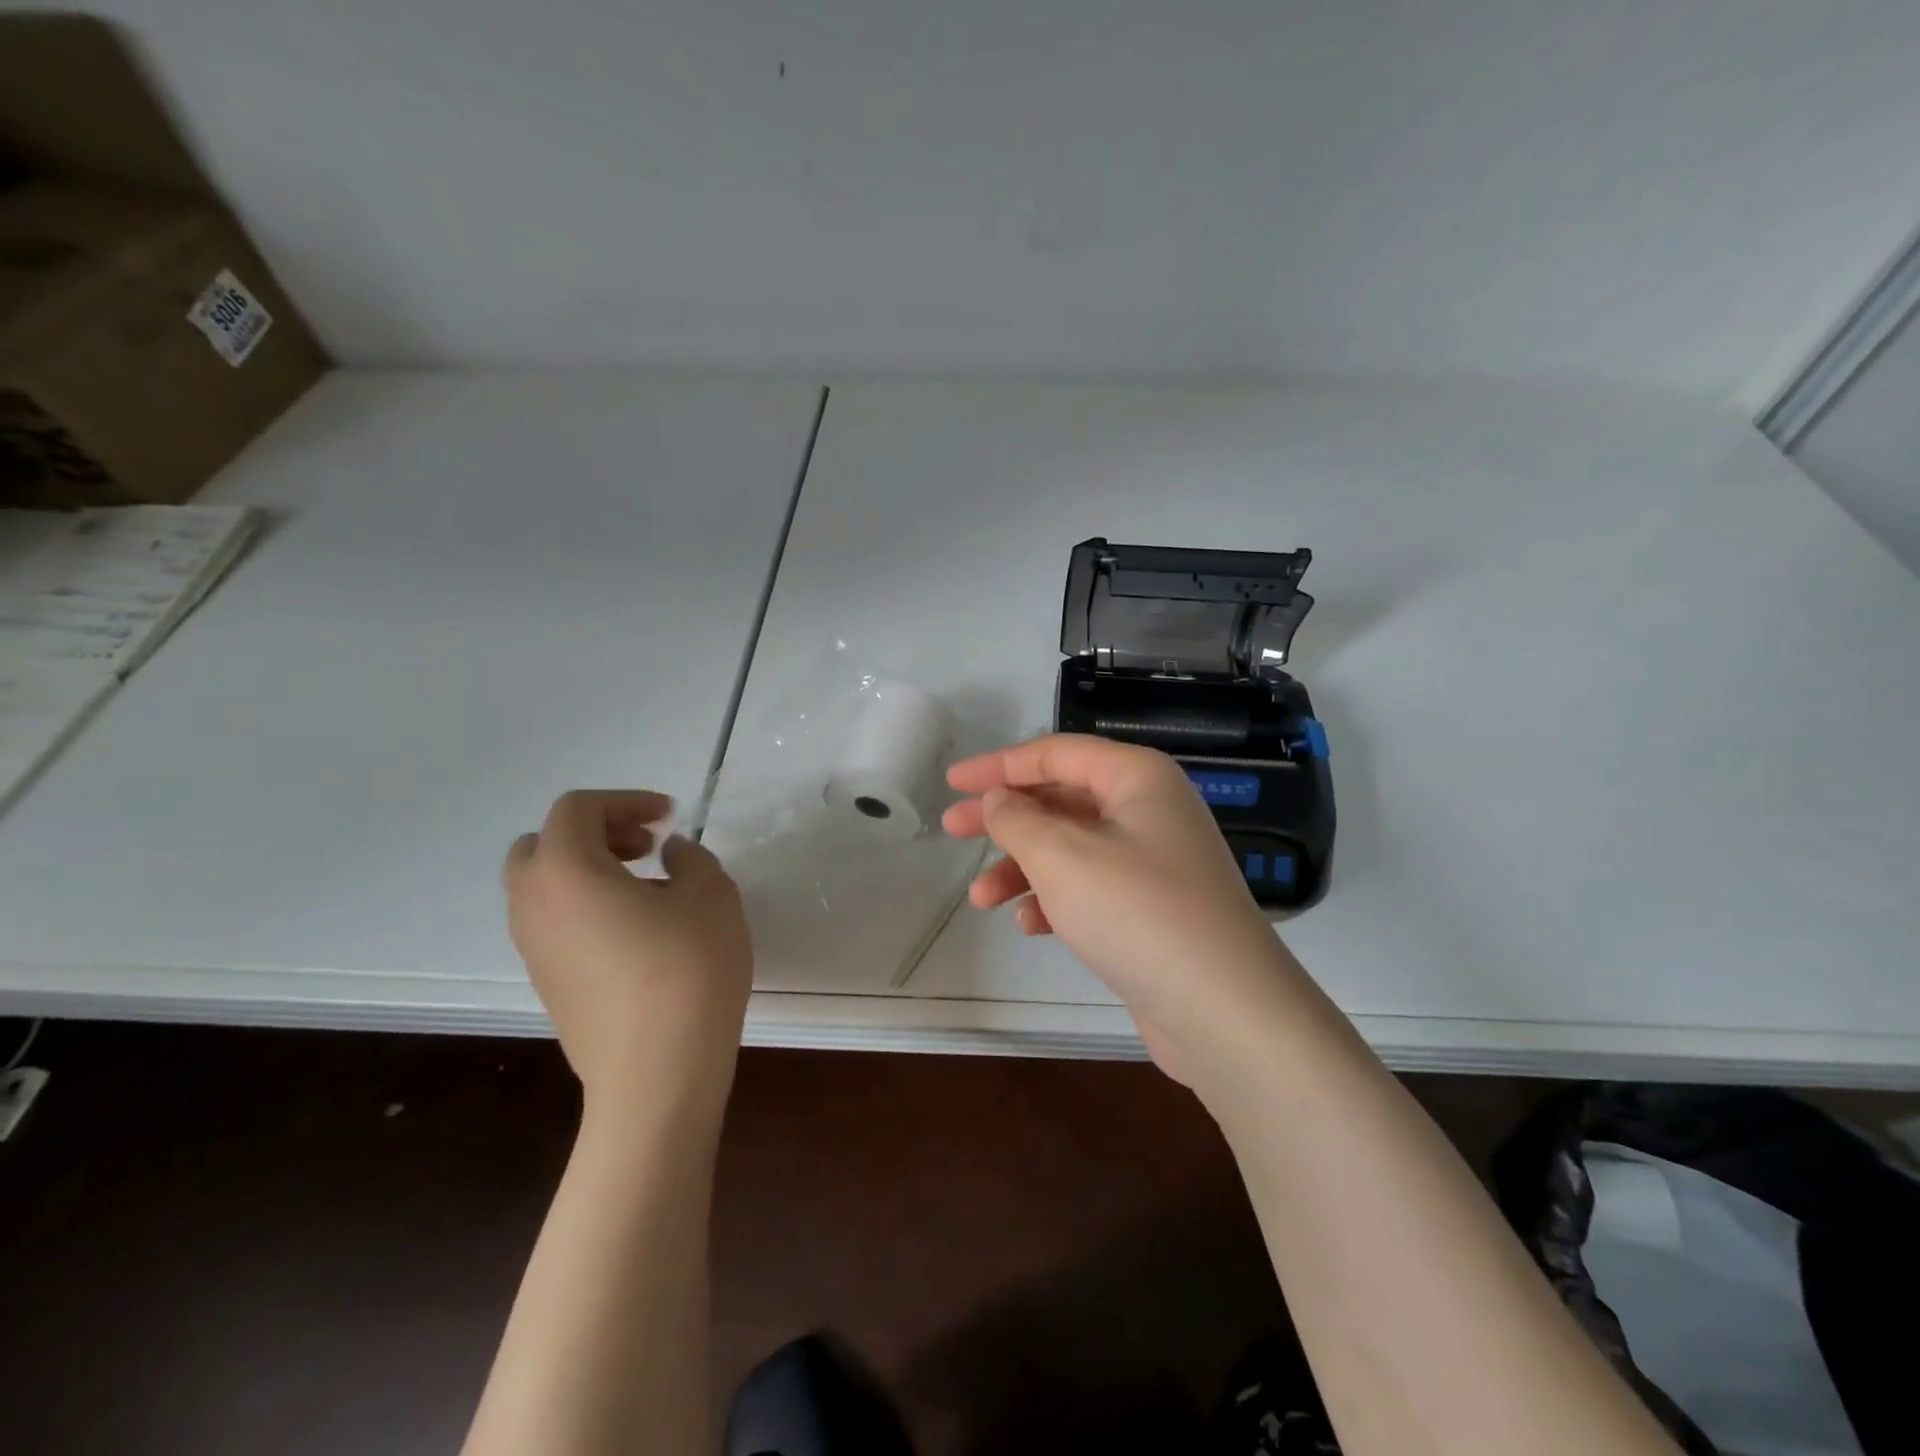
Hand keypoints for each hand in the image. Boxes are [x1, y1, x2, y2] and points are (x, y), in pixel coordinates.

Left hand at [504, 790, 752, 1108]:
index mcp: (566, 873)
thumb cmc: (687, 972)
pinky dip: (588, 906)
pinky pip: (556, 923)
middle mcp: (534, 906)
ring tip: (650, 887)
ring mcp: (534, 950)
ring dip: (591, 870)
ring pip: (545, 887)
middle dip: (596, 833)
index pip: (576, 810)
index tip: (670, 817)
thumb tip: (670, 856)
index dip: (625, 801)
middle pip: (542, 845)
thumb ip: (692, 859)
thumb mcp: (711, 896)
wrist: (657, 1075)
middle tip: (646, 847)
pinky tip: (641, 930)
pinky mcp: (548, 984)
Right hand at [943, 735, 1295, 1080]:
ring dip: (1024, 867)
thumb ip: (1017, 819)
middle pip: (1061, 799)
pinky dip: (1056, 899)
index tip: (953, 783)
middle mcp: (1149, 810)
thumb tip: (998, 800)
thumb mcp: (1062, 856)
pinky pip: (1091, 887)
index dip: (998, 765)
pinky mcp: (1152, 907)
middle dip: (1005, 817)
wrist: (1224, 1009)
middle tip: (952, 830)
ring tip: (982, 898)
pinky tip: (1032, 926)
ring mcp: (1154, 861)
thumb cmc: (1137, 912)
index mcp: (1137, 778)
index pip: (1055, 754)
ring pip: (1072, 847)